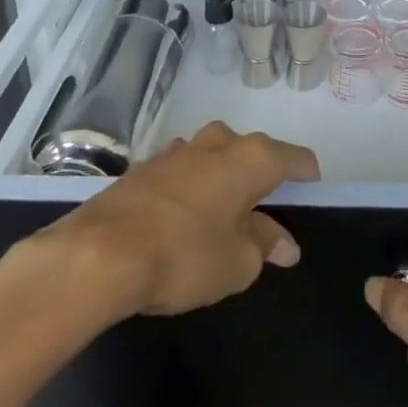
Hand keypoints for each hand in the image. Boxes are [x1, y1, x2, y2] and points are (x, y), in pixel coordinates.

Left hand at [9, 121, 319, 323]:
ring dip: (221, 181)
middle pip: (252, 153)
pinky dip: (189, 190)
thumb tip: (284, 244)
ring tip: (217, 219)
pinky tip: (178, 222)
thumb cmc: (184, 255)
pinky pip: (181, 173)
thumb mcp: (236, 263)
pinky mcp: (143, 167)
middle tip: (260, 217)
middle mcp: (217, 143)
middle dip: (260, 179)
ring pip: (212, 158)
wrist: (98, 255)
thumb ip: (264, 247)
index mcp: (251, 158)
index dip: (308, 178)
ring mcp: (177, 151)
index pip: (295, 158)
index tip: (310, 198)